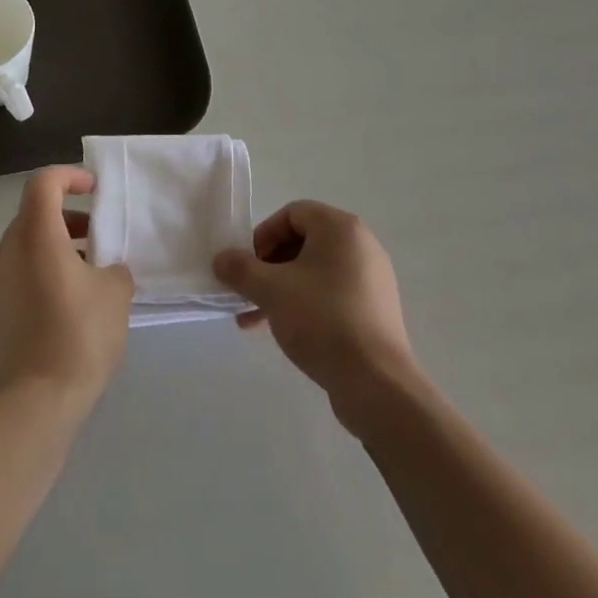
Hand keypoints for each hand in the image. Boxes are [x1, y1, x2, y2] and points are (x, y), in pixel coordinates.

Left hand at [0, 167, 133, 416]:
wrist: (36, 401)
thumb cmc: (79, 335)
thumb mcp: (115, 293)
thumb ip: (114, 267)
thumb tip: (106, 270)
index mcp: (35, 234)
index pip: (44, 183)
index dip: (70, 176)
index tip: (95, 189)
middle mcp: (9, 249)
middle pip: (35, 211)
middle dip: (68, 214)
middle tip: (98, 232)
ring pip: (28, 242)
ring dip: (58, 242)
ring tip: (91, 267)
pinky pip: (22, 268)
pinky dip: (46, 266)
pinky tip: (72, 296)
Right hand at [213, 201, 417, 422]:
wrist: (376, 384)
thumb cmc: (321, 320)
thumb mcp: (271, 290)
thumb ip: (240, 269)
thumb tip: (221, 259)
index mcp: (340, 228)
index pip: (292, 214)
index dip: (263, 236)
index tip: (248, 266)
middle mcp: (361, 245)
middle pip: (303, 242)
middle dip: (268, 267)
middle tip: (248, 293)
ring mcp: (371, 279)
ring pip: (314, 272)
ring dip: (282, 289)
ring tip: (256, 320)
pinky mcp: (375, 310)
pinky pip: (332, 294)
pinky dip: (306, 304)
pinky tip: (285, 332)